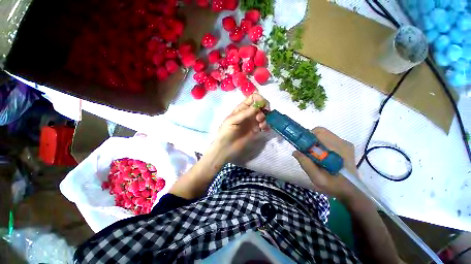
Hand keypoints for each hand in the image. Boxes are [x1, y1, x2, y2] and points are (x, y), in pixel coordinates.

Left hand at [213, 93, 268, 161]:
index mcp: (241, 108)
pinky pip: (264, 124)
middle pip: (261, 105)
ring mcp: (253, 122)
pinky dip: (266, 124)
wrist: (226, 148)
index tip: (262, 106)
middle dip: (264, 108)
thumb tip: (258, 106)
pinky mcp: (256, 130)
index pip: (253, 98)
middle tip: (261, 117)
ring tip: (261, 125)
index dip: (259, 99)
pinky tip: (263, 128)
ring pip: (264, 114)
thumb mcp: (232, 120)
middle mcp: (248, 113)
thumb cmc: (226, 132)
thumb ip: (245, 113)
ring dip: (265, 117)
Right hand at [292, 127, 361, 203]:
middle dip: (310, 138)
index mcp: (337, 149)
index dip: (307, 136)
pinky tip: (320, 154)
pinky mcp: (345, 146)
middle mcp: (343, 143)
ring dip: (315, 141)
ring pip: (324, 134)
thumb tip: (295, 151)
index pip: (319, 132)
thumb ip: (305, 163)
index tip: (301, 145)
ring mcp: (345, 144)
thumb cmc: (334, 185)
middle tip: (305, 150)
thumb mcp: (317, 177)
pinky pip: (329, 139)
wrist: (351, 191)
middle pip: (321, 131)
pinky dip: (321, 143)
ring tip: (312, 153)